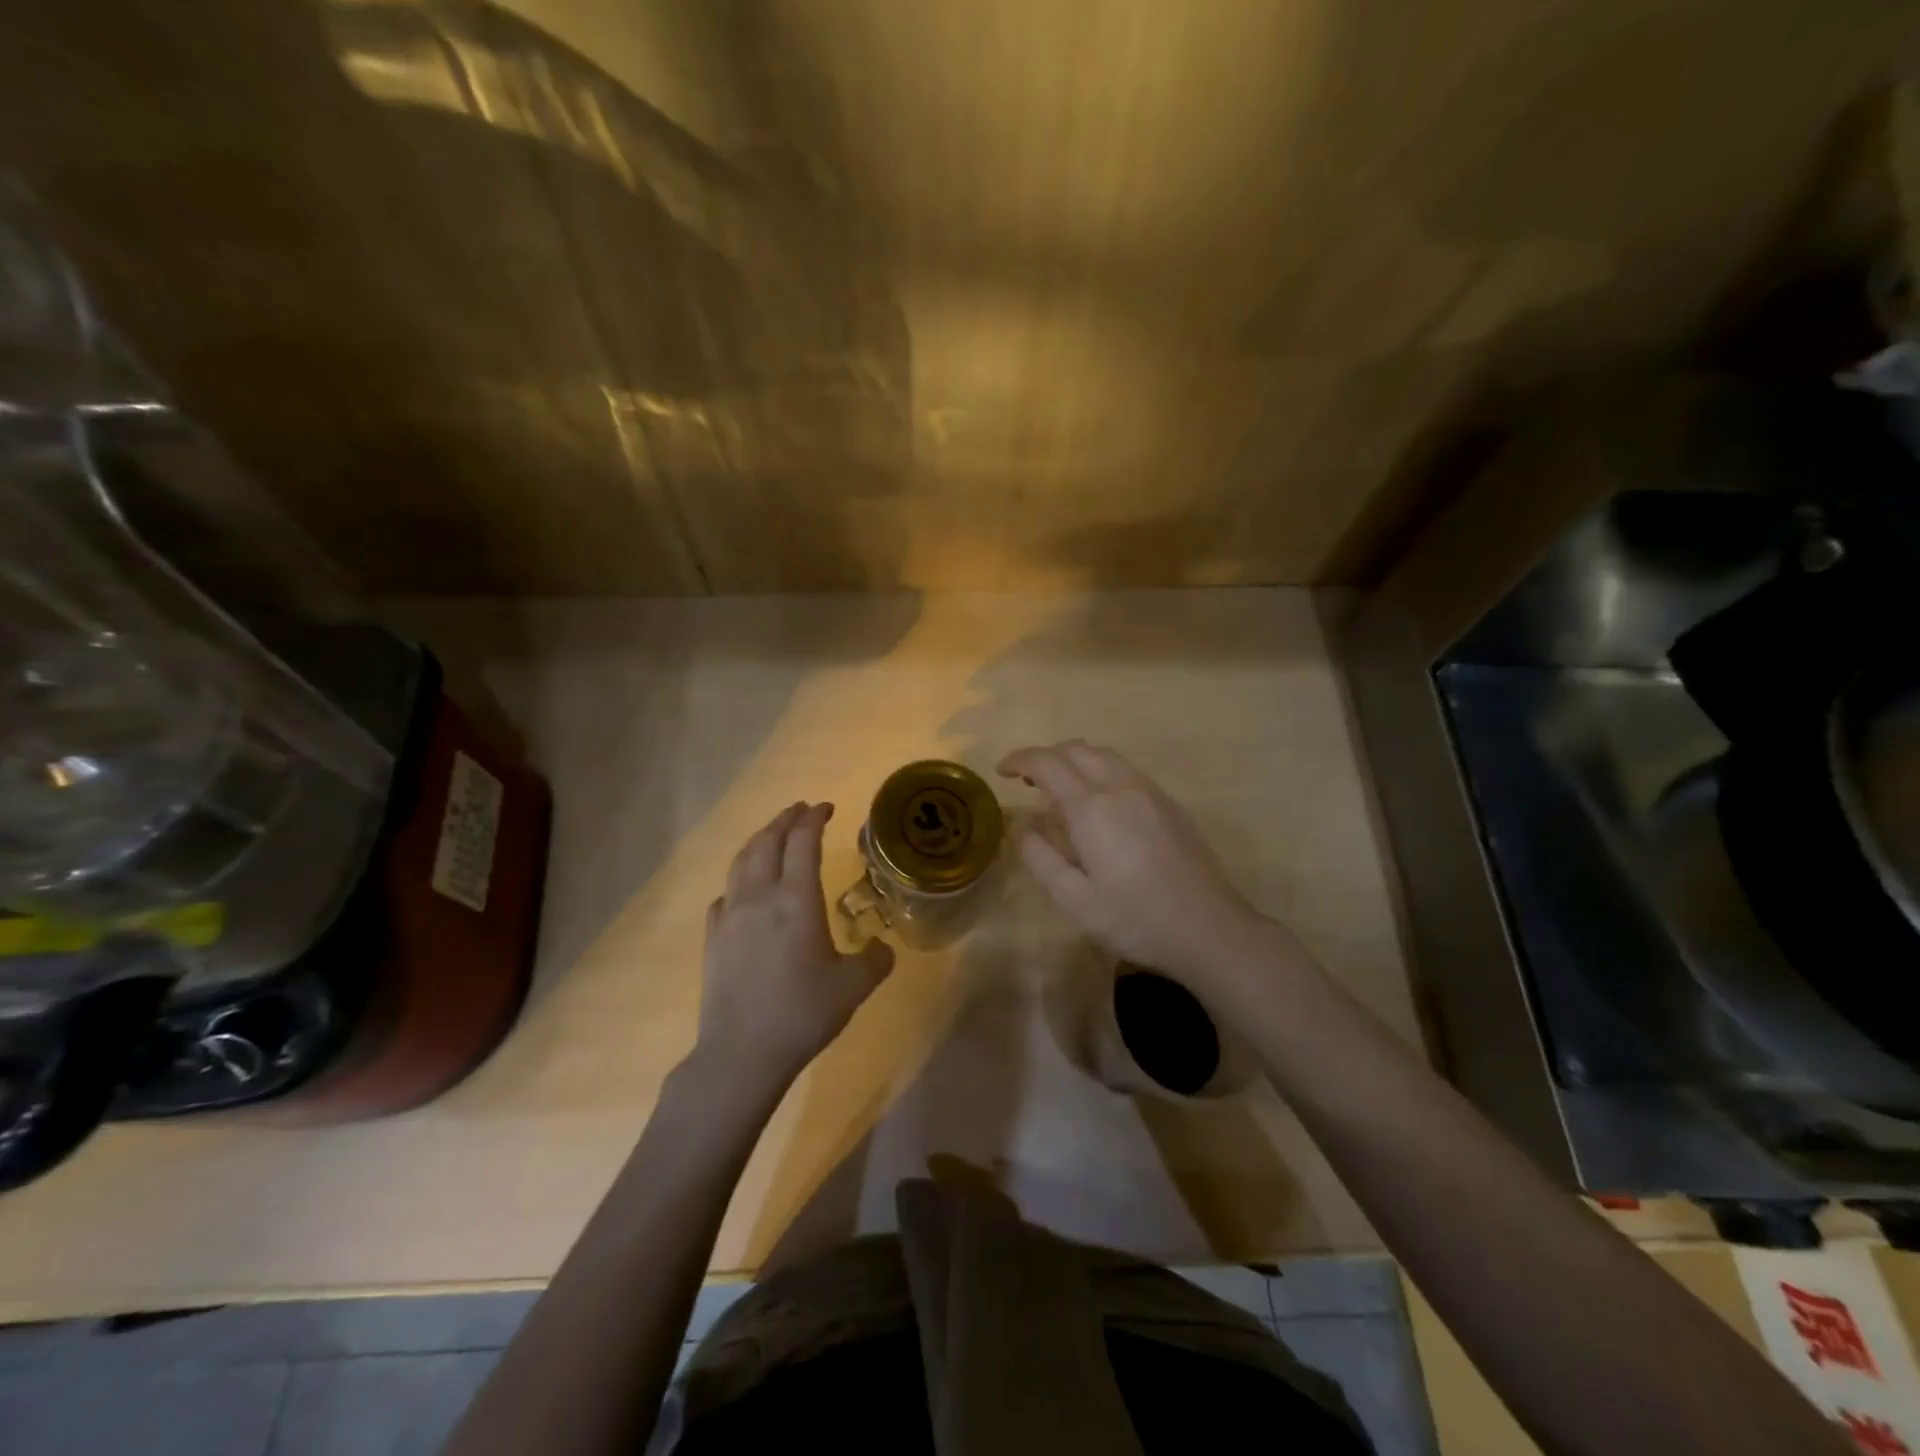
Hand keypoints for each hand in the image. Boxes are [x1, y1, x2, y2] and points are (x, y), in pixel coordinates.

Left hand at [696, 802, 894, 1089]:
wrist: (742, 1052)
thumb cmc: (803, 1012)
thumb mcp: (854, 987)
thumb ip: (875, 960)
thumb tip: (881, 948)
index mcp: (796, 899)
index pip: (803, 842)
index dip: (814, 819)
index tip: (826, 808)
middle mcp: (760, 897)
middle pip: (767, 842)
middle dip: (785, 820)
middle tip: (800, 810)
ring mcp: (731, 916)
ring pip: (741, 862)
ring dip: (759, 841)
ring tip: (771, 836)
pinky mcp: (713, 939)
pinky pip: (725, 895)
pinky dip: (738, 881)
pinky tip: (743, 892)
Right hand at [999, 742, 1266, 985]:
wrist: (1209, 929)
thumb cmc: (1135, 919)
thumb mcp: (1075, 901)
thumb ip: (1041, 859)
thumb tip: (1024, 828)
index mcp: (1092, 808)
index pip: (1048, 764)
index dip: (1020, 760)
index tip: (1002, 771)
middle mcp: (1121, 787)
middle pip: (1078, 750)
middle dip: (1047, 757)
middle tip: (1028, 781)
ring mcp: (1151, 793)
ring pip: (1105, 756)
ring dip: (1075, 761)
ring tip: (1061, 789)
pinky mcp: (1171, 805)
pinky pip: (1127, 771)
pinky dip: (1101, 772)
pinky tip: (1100, 804)